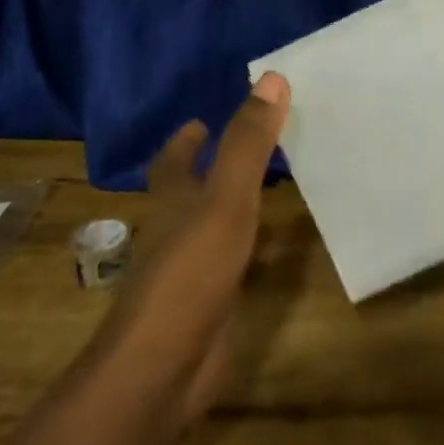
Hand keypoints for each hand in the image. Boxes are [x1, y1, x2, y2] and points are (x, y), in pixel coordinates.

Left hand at [100, 72, 290, 428]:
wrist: (164, 366)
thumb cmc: (191, 271)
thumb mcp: (225, 198)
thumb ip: (248, 143)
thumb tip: (272, 78)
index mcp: (173, 202)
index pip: (173, 161)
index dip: (186, 140)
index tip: (202, 120)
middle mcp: (178, 232)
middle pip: (193, 193)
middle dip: (215, 170)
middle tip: (255, 147)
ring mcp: (193, 272)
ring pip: (217, 228)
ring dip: (238, 209)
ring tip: (276, 189)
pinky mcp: (212, 304)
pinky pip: (236, 266)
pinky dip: (254, 252)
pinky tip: (279, 251)